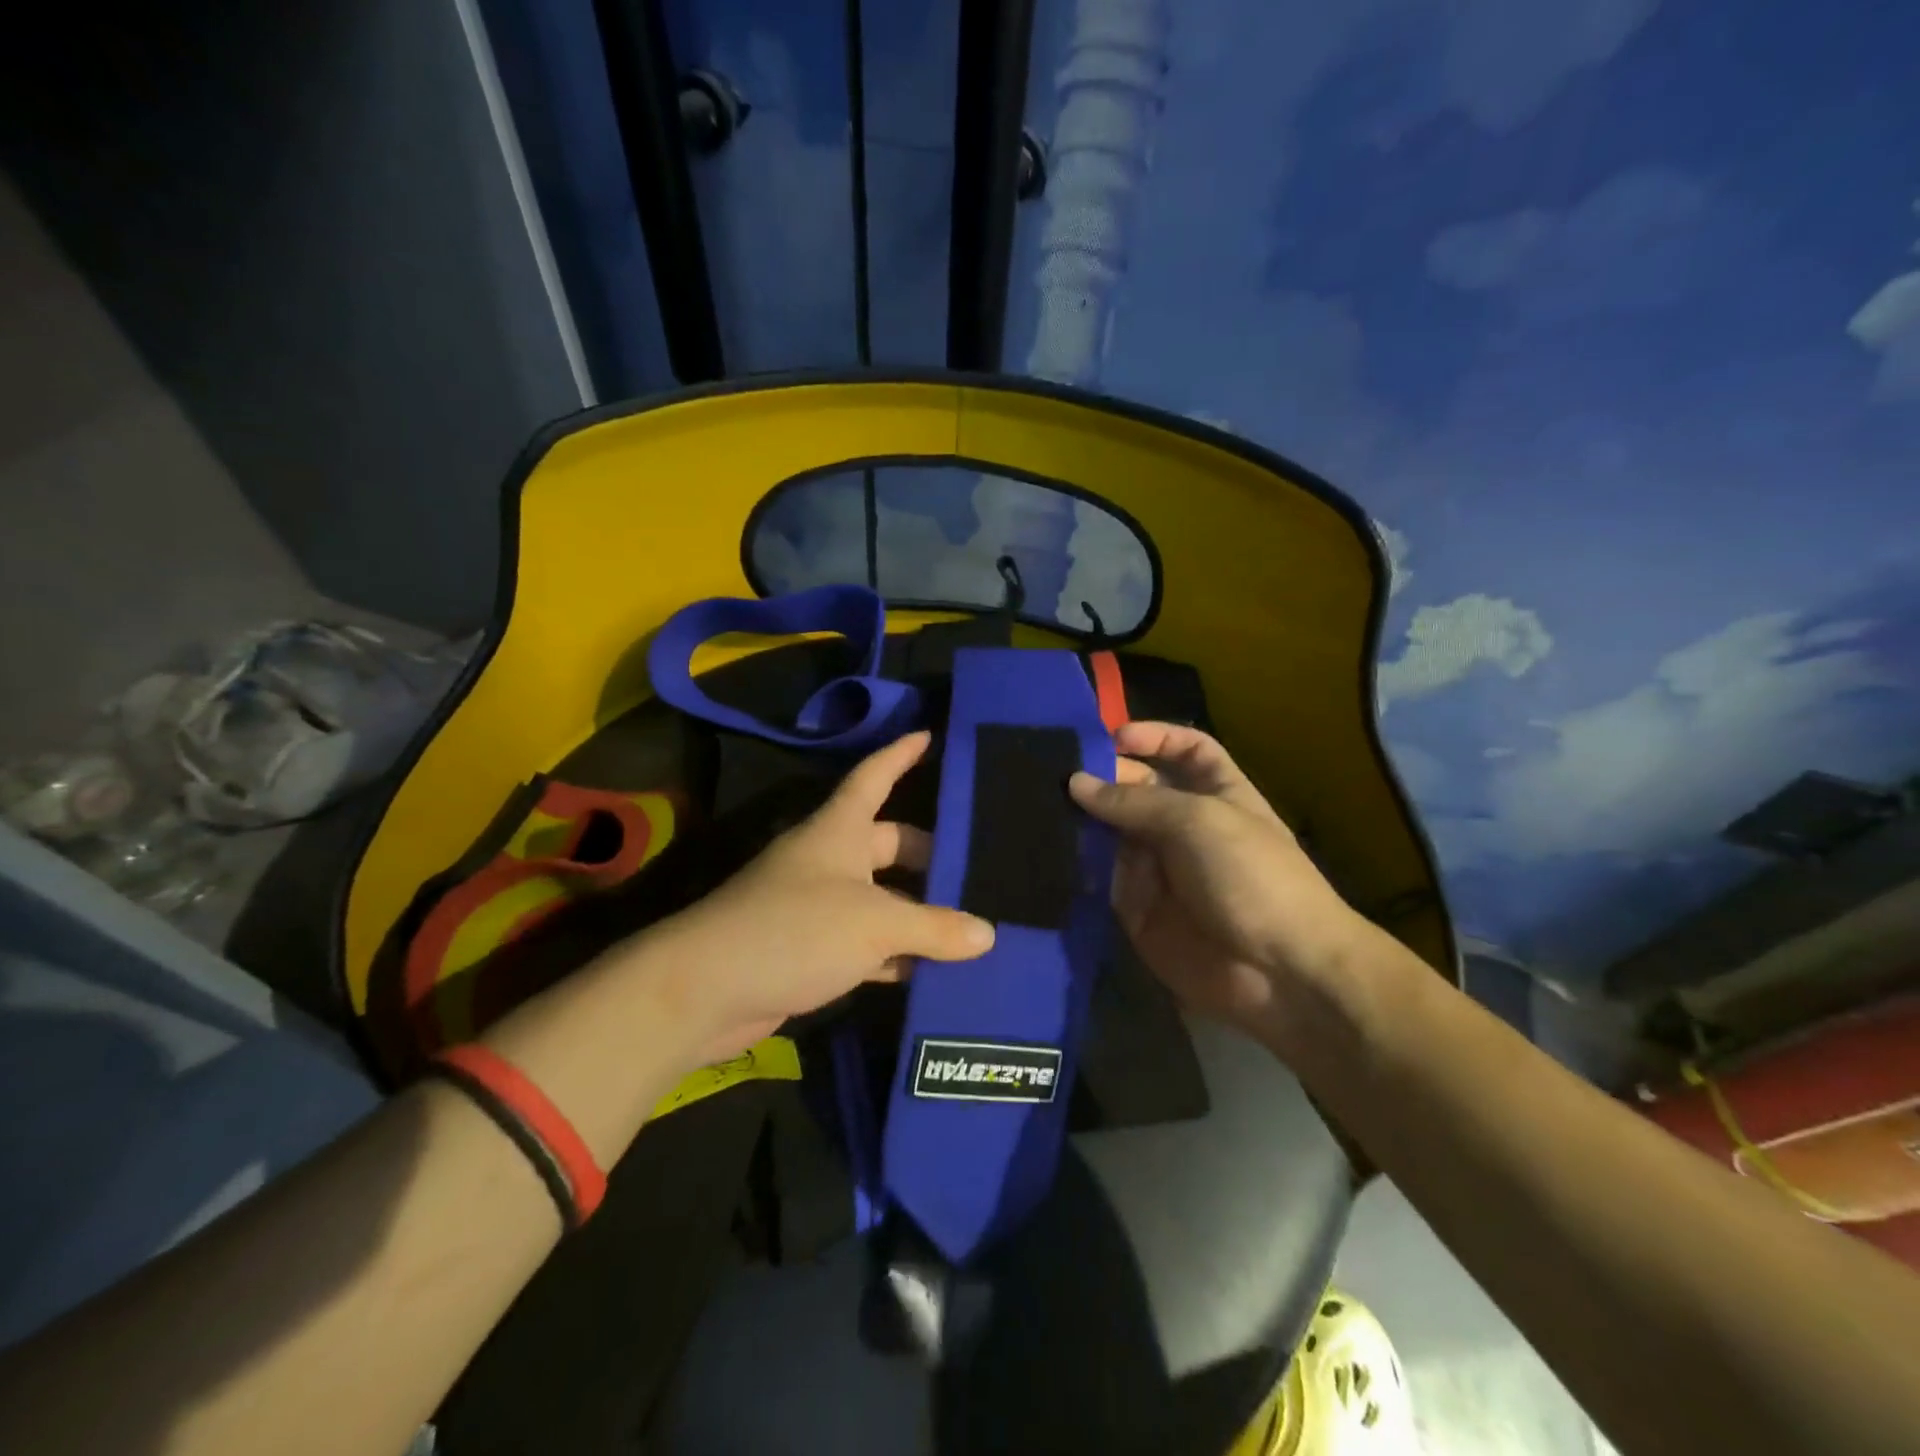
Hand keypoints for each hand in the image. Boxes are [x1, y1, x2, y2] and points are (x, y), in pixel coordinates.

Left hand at [645, 731, 994, 1061]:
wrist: (705, 991)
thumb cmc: (795, 930)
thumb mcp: (875, 923)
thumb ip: (934, 927)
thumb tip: (987, 934)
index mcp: (838, 831)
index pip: (874, 777)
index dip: (900, 755)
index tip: (930, 735)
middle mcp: (828, 860)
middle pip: (889, 845)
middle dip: (930, 857)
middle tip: (980, 869)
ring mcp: (817, 907)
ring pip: (881, 900)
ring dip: (918, 914)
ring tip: (973, 924)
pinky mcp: (810, 951)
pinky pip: (865, 944)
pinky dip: (894, 955)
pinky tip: (930, 970)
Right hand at [1069, 722, 1366, 1037]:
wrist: (1278, 974)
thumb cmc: (1251, 877)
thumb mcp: (1198, 821)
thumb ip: (1135, 801)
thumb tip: (1075, 782)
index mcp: (1217, 793)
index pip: (1186, 750)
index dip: (1154, 737)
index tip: (1111, 736)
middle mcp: (1183, 825)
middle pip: (1138, 787)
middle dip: (1103, 776)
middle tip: (1053, 771)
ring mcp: (1157, 866)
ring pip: (1110, 831)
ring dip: (1080, 818)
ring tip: (1035, 801)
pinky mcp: (1134, 906)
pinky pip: (1099, 876)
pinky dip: (1074, 861)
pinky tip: (1043, 844)